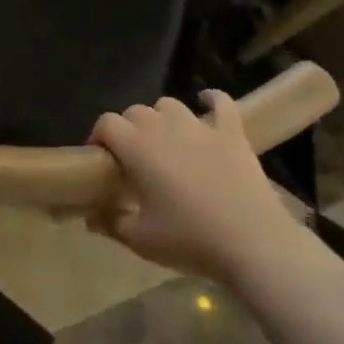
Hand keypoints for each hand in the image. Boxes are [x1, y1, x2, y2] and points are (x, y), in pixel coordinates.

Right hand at [88, 91, 297, 283]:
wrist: (252, 243)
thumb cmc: (189, 239)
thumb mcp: (139, 240)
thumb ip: (110, 223)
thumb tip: (91, 216)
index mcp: (137, 147)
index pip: (107, 123)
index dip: (99, 136)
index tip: (101, 159)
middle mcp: (164, 126)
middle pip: (136, 111)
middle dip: (129, 129)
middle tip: (134, 159)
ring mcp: (200, 126)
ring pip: (170, 105)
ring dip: (162, 118)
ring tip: (166, 141)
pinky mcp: (232, 132)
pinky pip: (221, 103)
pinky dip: (211, 100)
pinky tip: (207, 102)